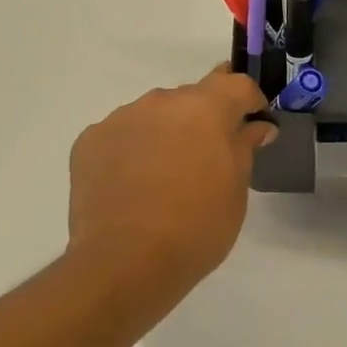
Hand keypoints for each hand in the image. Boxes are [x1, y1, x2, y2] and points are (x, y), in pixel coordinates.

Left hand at [66, 67, 277, 317]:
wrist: (124, 263)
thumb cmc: (196, 228)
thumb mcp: (235, 190)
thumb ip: (244, 147)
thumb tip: (256, 126)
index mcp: (205, 109)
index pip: (236, 84)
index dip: (249, 99)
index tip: (253, 121)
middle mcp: (161, 102)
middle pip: (192, 97)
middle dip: (204, 119)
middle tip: (207, 157)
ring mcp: (121, 118)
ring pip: (154, 114)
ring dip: (166, 132)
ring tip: (164, 174)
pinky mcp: (89, 141)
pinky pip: (121, 135)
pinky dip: (132, 150)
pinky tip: (132, 184)